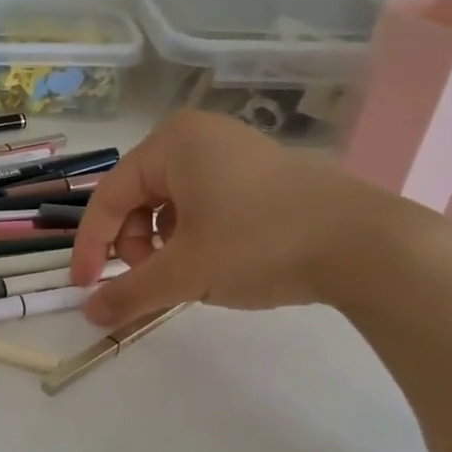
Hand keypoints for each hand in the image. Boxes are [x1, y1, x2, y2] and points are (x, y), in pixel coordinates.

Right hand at [70, 110, 418, 326]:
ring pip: (171, 203)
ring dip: (162, 244)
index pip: (108, 197)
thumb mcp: (185, 272)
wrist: (365, 244)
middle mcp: (199, 136)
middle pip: (138, 197)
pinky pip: (204, 203)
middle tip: (151, 280)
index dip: (90, 247)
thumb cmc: (259, 244)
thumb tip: (88, 315)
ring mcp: (235, 151)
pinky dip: (194, 236)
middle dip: (133, 244)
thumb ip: (129, 293)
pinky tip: (216, 262)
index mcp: (172, 143)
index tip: (85, 289)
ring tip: (186, 275)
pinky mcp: (262, 174)